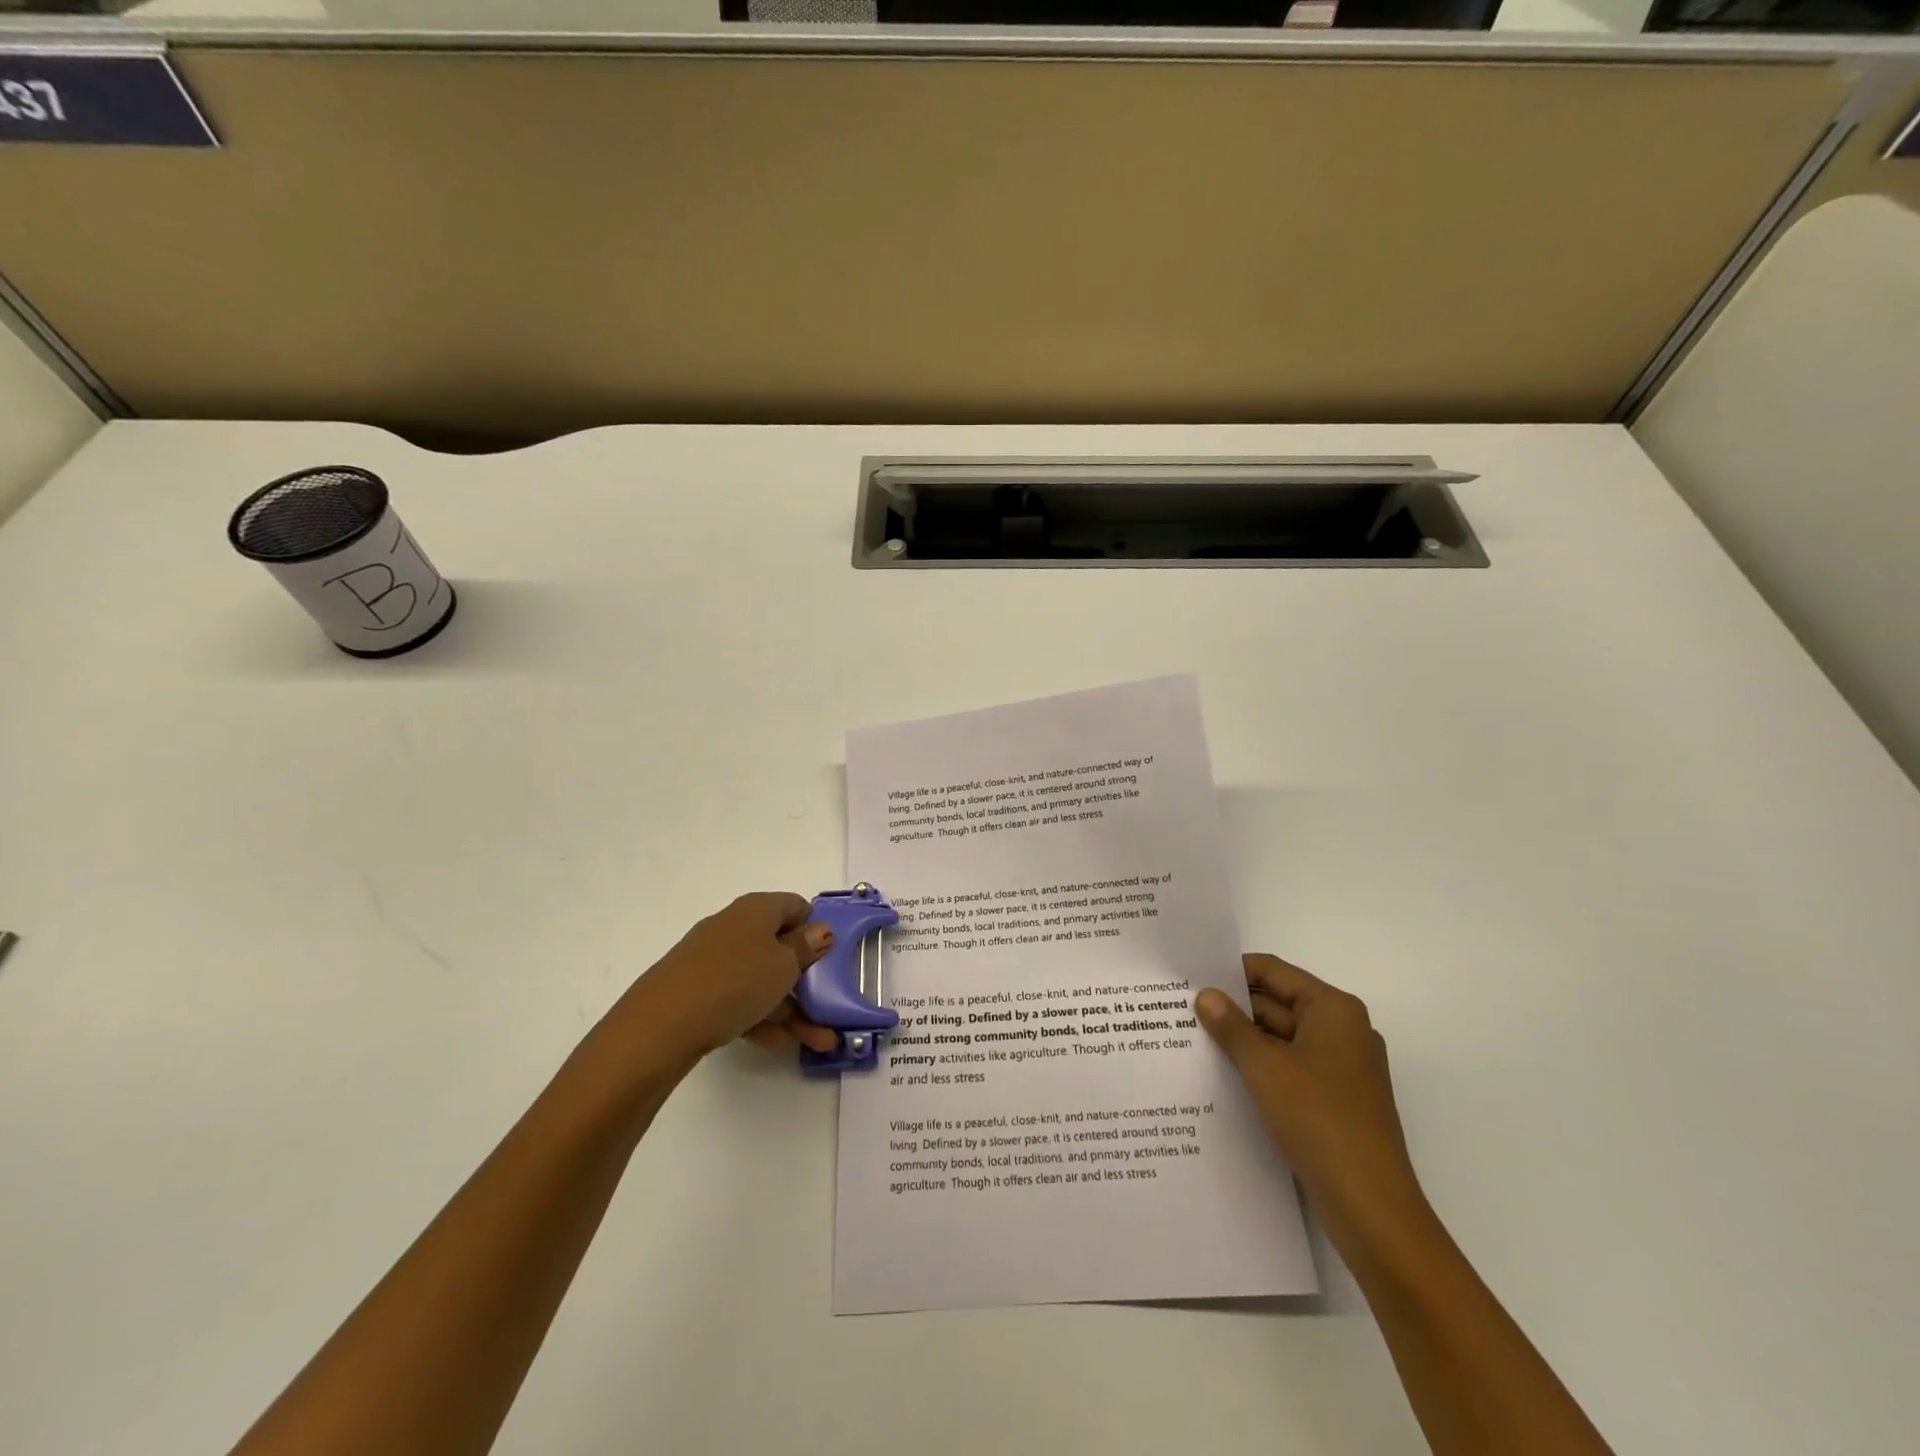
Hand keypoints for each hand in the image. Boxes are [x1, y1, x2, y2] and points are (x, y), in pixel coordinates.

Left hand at [618, 893, 839, 1059]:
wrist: (661, 1024)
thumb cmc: (735, 981)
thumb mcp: (783, 965)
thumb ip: (806, 948)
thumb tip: (820, 930)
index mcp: (757, 909)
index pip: (796, 906)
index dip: (817, 927)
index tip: (833, 956)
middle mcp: (735, 926)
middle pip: (780, 947)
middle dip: (809, 980)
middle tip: (831, 1007)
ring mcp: (713, 959)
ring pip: (763, 979)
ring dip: (792, 1008)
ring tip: (818, 1042)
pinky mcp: (698, 990)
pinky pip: (740, 998)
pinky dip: (761, 1017)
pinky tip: (779, 1044)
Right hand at [1196, 955, 1428, 1253]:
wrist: (1370, 1207)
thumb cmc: (1319, 1120)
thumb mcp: (1264, 1067)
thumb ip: (1231, 1027)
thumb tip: (1206, 995)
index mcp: (1333, 1010)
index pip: (1274, 972)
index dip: (1232, 971)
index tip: (1192, 976)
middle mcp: (1342, 1031)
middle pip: (1278, 1003)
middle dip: (1233, 1008)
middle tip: (1182, 1009)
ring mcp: (1340, 1068)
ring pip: (1281, 1038)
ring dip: (1243, 1040)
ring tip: (1192, 1039)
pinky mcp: (1334, 1100)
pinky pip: (1289, 1068)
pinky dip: (1260, 1067)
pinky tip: (1222, 1074)